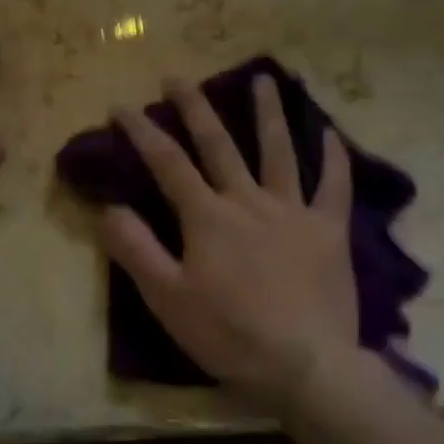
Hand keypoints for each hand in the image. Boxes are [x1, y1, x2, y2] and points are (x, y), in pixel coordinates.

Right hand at [100, 74, 356, 413]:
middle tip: (177, 78)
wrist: (305, 365)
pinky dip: (334, 158)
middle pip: (218, 143)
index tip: (122, 106)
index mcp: (206, 216)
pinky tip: (331, 133)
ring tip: (262, 78)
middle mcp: (248, 200)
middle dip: (194, 107)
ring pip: (279, 151)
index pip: (167, 162)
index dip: (142, 131)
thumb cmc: (229, 334)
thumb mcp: (167, 298)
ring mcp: (293, 211)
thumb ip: (135, 249)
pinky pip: (334, 186)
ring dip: (268, 113)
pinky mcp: (329, 231)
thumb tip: (109, 207)